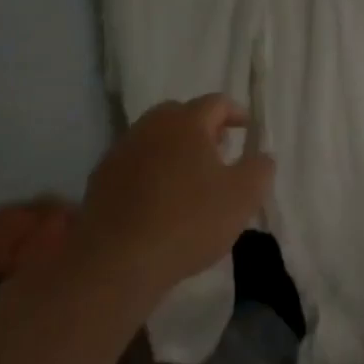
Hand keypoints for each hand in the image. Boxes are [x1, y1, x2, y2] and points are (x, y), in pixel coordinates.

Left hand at [72, 95, 274, 310]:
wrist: (119, 260)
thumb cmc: (190, 222)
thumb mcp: (243, 197)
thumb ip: (260, 169)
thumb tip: (262, 155)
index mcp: (187, 123)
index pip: (216, 103)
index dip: (236, 113)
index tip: (247, 128)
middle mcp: (151, 127)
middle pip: (180, 114)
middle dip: (202, 126)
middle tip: (218, 149)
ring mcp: (121, 150)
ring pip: (154, 137)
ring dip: (174, 148)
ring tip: (189, 176)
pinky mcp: (101, 177)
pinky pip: (134, 162)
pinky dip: (150, 169)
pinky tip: (158, 198)